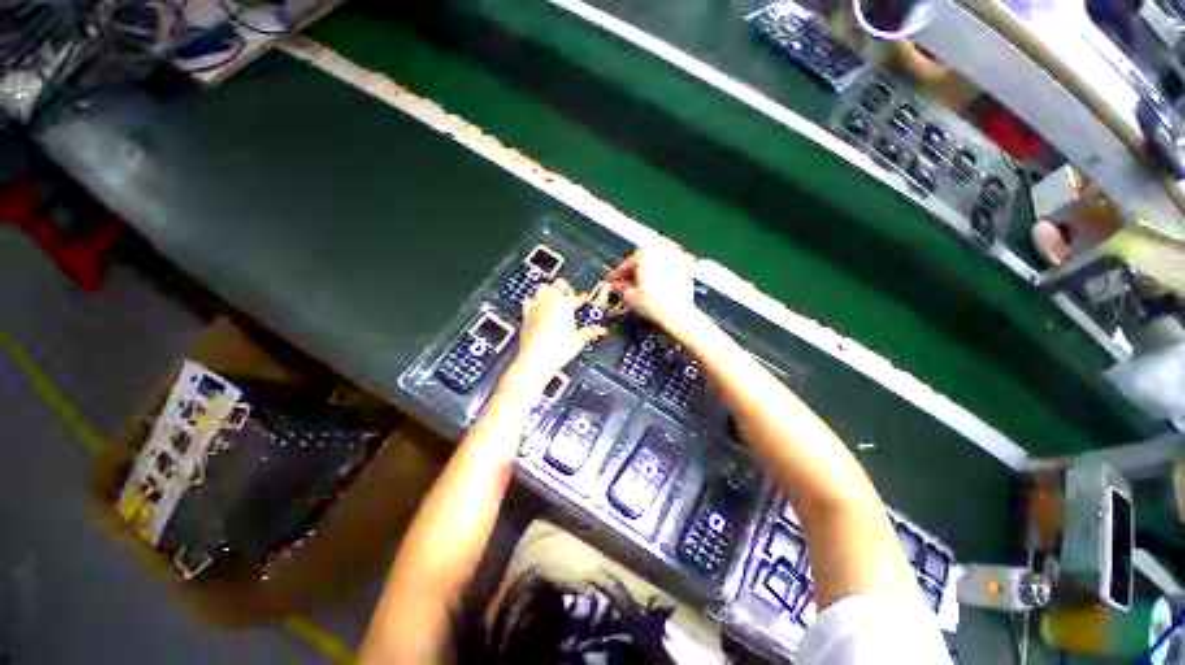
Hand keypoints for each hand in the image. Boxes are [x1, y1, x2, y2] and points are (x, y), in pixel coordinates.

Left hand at [509, 279, 604, 387]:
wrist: (535, 359)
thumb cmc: (557, 350)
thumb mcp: (579, 341)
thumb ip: (589, 332)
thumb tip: (597, 330)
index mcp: (565, 304)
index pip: (577, 297)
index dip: (583, 298)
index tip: (584, 299)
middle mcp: (550, 300)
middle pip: (559, 284)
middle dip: (566, 288)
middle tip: (570, 296)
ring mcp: (536, 306)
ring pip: (543, 287)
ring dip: (550, 290)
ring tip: (555, 298)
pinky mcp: (526, 313)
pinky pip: (530, 300)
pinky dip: (535, 301)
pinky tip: (539, 307)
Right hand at [605, 248, 700, 335]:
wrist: (678, 315)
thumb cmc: (654, 305)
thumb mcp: (630, 297)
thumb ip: (621, 288)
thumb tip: (617, 286)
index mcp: (646, 255)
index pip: (627, 262)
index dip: (618, 274)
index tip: (613, 281)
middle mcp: (662, 253)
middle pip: (643, 260)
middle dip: (634, 272)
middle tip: (626, 284)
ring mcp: (676, 260)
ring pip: (656, 264)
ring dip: (647, 272)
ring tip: (641, 286)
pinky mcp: (687, 270)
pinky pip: (669, 270)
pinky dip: (661, 276)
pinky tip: (657, 288)